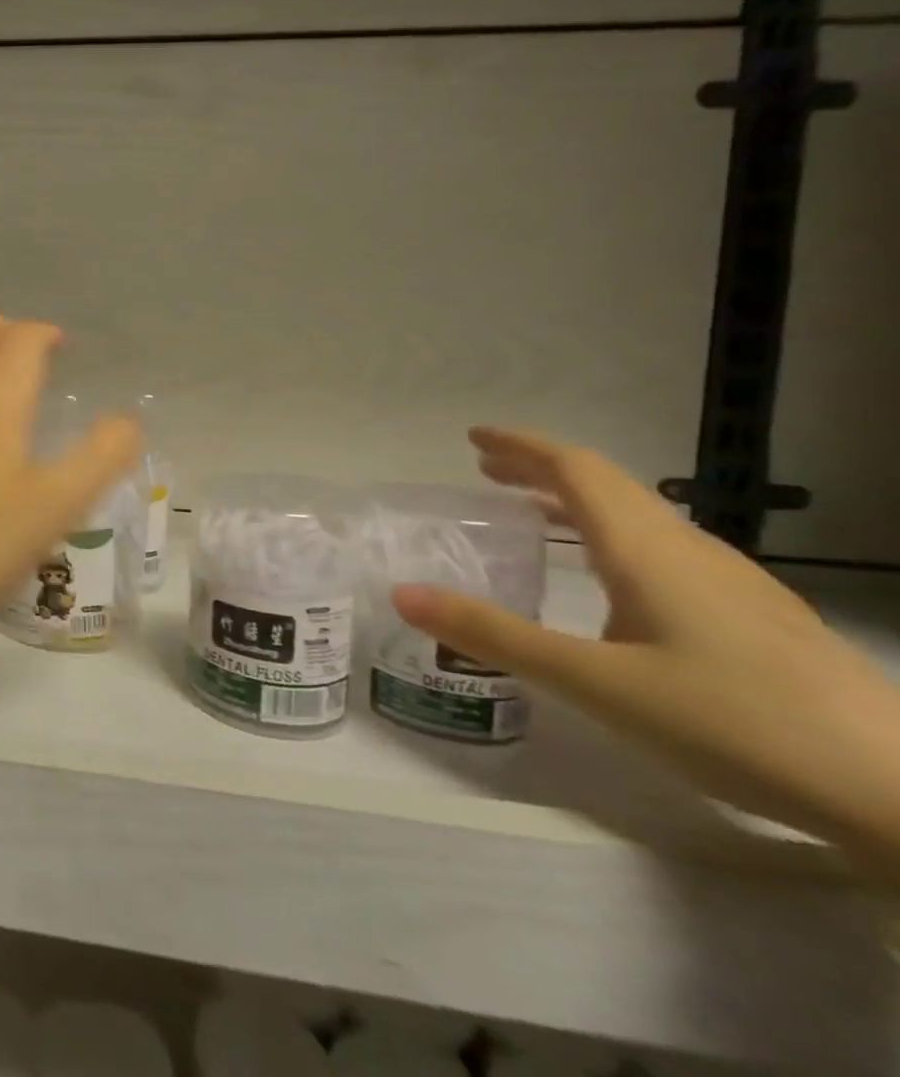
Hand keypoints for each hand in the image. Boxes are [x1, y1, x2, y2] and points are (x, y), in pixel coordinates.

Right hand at [392, 428, 899, 868]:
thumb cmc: (735, 723)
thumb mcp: (594, 682)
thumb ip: (495, 634)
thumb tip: (401, 593)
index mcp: (647, 549)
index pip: (577, 469)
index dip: (522, 446)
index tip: (474, 438)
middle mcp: (690, 552)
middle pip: (608, 487)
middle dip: (541, 471)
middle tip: (486, 473)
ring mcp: (734, 585)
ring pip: (641, 520)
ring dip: (578, 506)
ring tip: (533, 519)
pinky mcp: (759, 620)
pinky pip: (666, 553)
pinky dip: (613, 541)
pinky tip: (610, 586)